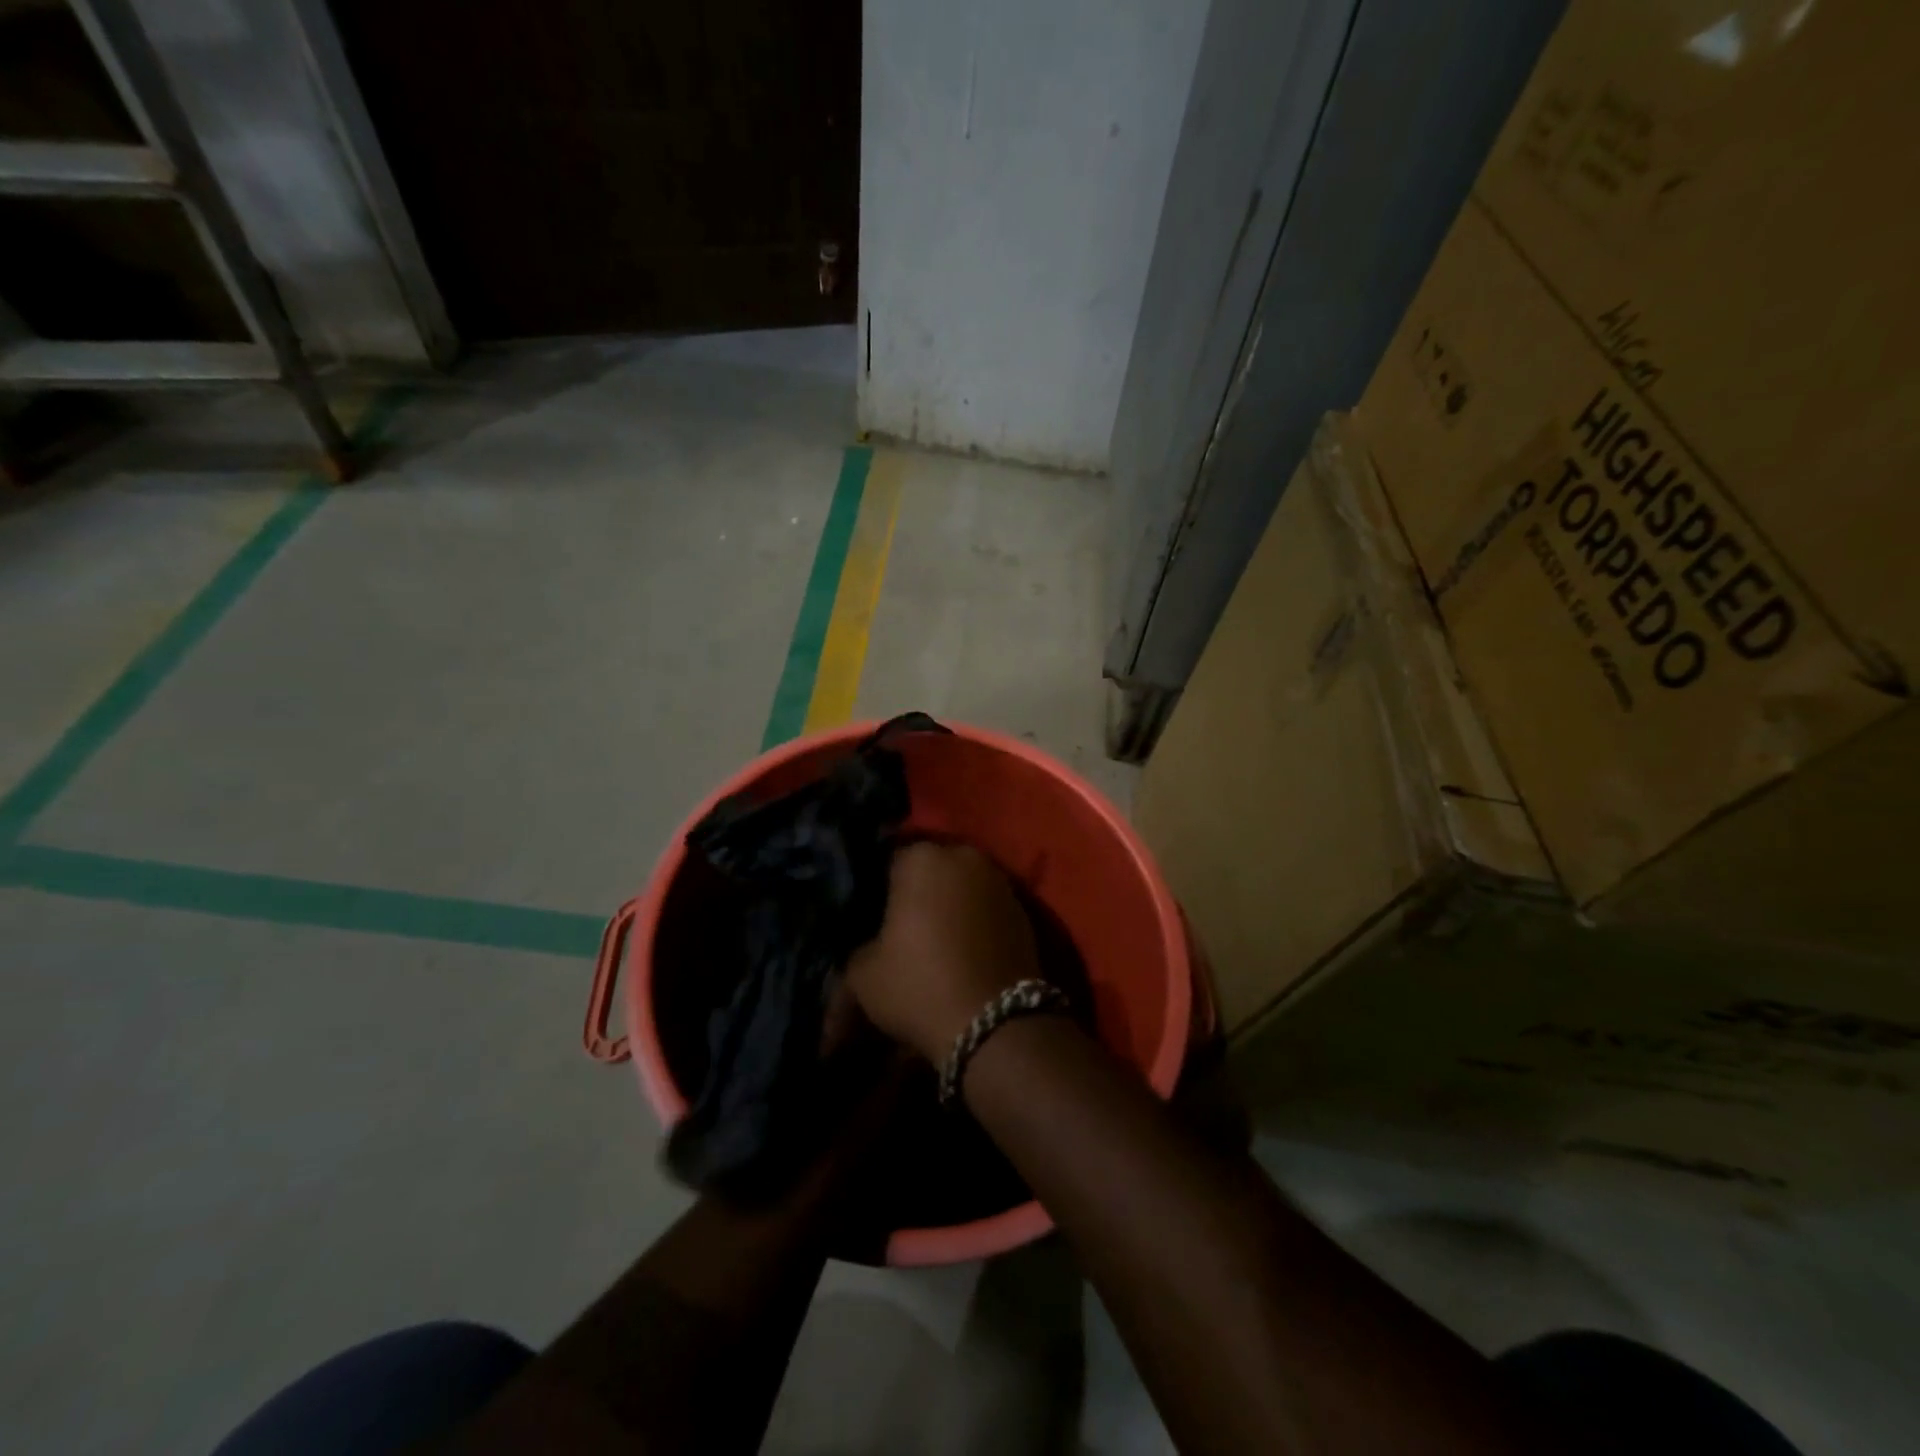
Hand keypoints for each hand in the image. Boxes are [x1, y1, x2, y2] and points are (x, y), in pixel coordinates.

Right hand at [845, 842, 1041, 1063]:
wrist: (994, 1022)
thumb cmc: (920, 984)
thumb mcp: (863, 975)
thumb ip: (859, 950)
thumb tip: (869, 948)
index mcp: (921, 857)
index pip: (888, 861)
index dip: (879, 891)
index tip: (873, 919)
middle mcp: (964, 856)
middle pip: (931, 870)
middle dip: (919, 894)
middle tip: (904, 930)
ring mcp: (999, 881)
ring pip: (962, 888)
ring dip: (950, 907)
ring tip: (937, 943)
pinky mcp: (1024, 910)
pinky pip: (987, 909)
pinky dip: (976, 923)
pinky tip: (965, 952)